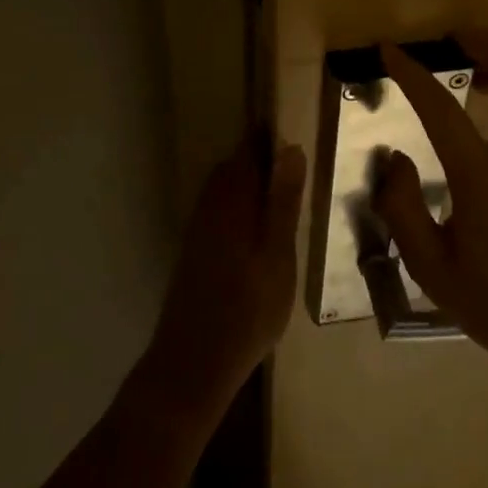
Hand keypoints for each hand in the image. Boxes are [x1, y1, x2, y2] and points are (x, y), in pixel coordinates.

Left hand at [133, 135, 305, 428]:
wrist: (193, 362)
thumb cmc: (247, 308)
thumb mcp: (278, 254)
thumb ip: (283, 201)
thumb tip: (290, 148)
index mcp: (232, 199)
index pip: (248, 150)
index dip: (267, 135)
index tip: (291, 125)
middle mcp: (210, 205)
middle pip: (234, 167)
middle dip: (259, 157)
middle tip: (294, 161)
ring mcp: (199, 227)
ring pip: (225, 188)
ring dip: (249, 182)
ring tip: (282, 194)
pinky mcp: (195, 249)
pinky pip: (219, 209)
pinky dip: (239, 206)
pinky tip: (257, 229)